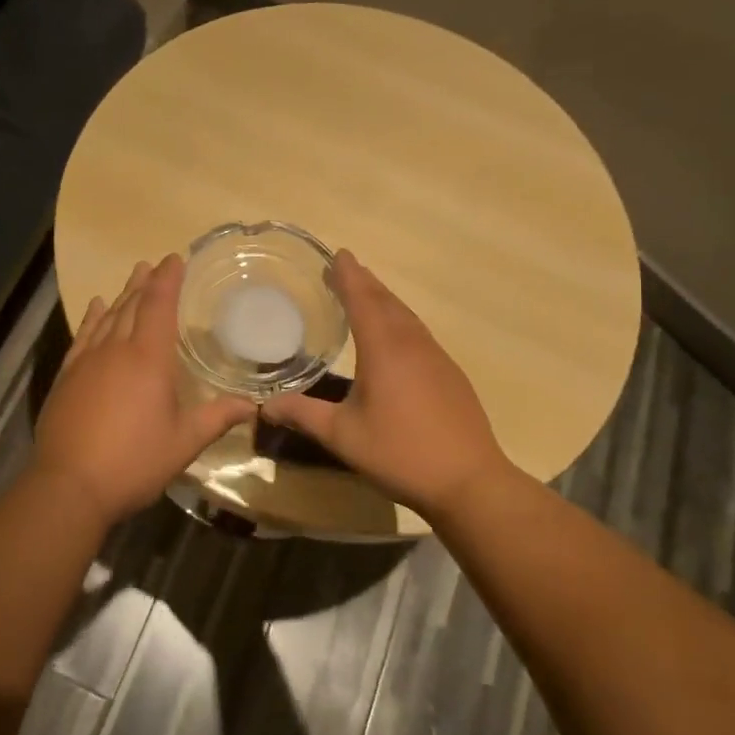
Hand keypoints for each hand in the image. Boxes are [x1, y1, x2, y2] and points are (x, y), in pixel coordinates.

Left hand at [31, 255, 254, 527]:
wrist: (69, 486)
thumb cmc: (133, 462)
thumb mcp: (183, 443)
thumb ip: (217, 418)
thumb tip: (253, 405)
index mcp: (148, 359)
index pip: (159, 306)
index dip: (168, 280)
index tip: (174, 258)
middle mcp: (116, 350)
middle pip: (132, 306)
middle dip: (145, 283)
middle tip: (153, 264)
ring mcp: (86, 362)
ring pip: (107, 318)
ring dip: (121, 295)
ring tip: (132, 277)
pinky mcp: (66, 377)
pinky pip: (82, 336)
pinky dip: (91, 318)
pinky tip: (96, 309)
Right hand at [261, 250, 512, 519]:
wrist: (469, 481)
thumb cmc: (400, 453)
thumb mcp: (342, 436)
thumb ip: (303, 415)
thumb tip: (265, 405)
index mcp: (384, 349)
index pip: (363, 299)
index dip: (348, 276)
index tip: (337, 254)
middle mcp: (412, 343)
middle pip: (386, 301)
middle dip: (364, 282)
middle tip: (344, 269)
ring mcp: (436, 357)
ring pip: (406, 316)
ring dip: (384, 299)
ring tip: (365, 294)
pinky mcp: (450, 374)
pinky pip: (419, 333)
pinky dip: (400, 321)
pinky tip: (395, 336)